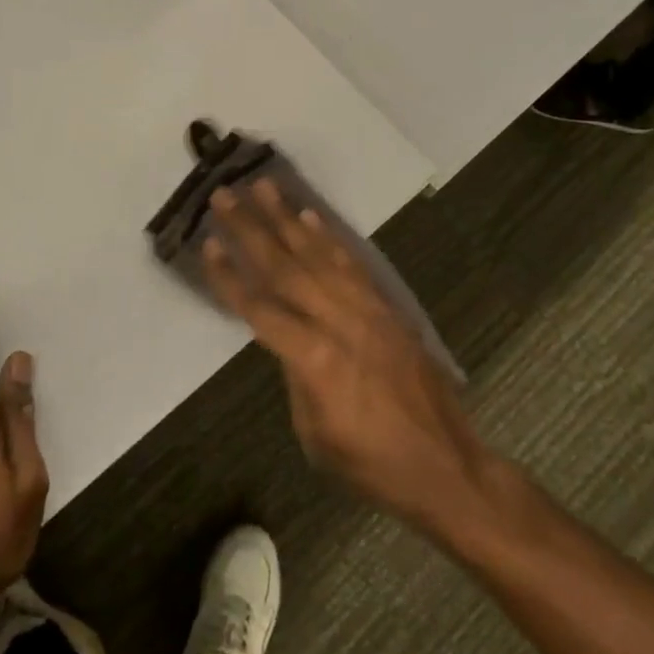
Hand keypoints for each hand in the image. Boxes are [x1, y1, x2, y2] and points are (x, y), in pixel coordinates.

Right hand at [203, 181, 488, 532]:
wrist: (445, 467)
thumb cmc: (370, 464)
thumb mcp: (313, 432)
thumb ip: (295, 376)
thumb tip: (288, 341)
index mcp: (313, 359)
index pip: (259, 307)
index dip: (229, 277)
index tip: (207, 243)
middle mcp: (338, 322)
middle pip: (285, 267)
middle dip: (250, 228)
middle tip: (225, 195)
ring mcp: (368, 310)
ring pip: (319, 255)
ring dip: (288, 218)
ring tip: (264, 186)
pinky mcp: (388, 308)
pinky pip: (353, 264)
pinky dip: (330, 238)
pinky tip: (312, 217)